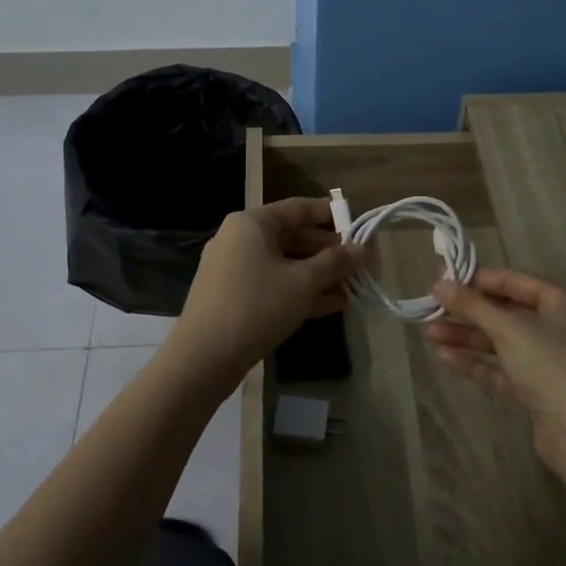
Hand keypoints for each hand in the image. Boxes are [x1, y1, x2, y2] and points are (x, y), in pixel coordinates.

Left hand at [168, 197, 361, 392]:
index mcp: (252, 223)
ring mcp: (233, 269)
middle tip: (359, 264)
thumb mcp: (303, 282)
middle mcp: (239, 239)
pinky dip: (299, 292)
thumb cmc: (257, 305)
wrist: (204, 357)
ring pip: (284, 264)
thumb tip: (361, 248)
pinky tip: (331, 306)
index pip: (298, 208)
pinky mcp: (232, 297)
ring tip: (352, 288)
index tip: (357, 225)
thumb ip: (334, 262)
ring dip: (317, 275)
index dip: (330, 215)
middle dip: (327, 252)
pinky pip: (272, 285)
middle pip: (292, 237)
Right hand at [426, 269, 565, 475]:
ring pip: (504, 343)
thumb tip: (438, 283)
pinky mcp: (541, 392)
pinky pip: (505, 369)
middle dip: (470, 313)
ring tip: (431, 333)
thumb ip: (472, 305)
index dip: (479, 280)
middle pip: (508, 313)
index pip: (517, 282)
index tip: (444, 280)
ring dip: (469, 337)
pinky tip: (446, 357)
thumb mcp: (508, 329)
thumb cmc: (552, 366)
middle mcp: (563, 328)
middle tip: (433, 308)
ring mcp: (553, 362)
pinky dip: (478, 363)